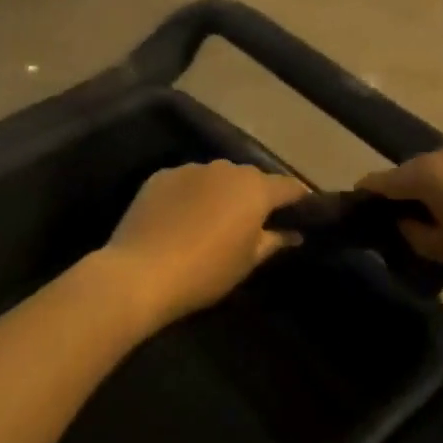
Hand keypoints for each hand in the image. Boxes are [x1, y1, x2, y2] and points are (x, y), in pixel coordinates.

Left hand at [102, 162, 306, 331]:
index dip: (298, 199)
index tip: (302, 212)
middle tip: (254, 221)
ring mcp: (190, 169)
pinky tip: (181, 219)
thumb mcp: (247, 262)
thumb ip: (274, 241)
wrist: (140, 273)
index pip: (288, 186)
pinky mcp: (160, 176)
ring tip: (214, 219)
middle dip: (256, 195)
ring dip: (221, 193)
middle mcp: (226, 169)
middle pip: (251, 178)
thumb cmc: (205, 271)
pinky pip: (186, 182)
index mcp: (255, 189)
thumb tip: (294, 234)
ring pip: (216, 177)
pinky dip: (191, 195)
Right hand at [358, 144, 442, 294]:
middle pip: (412, 174)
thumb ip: (413, 234)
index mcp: (426, 171)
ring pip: (441, 174)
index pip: (380, 181)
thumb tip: (405, 222)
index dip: (365, 197)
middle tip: (405, 232)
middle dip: (404, 199)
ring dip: (435, 196)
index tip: (357, 213)